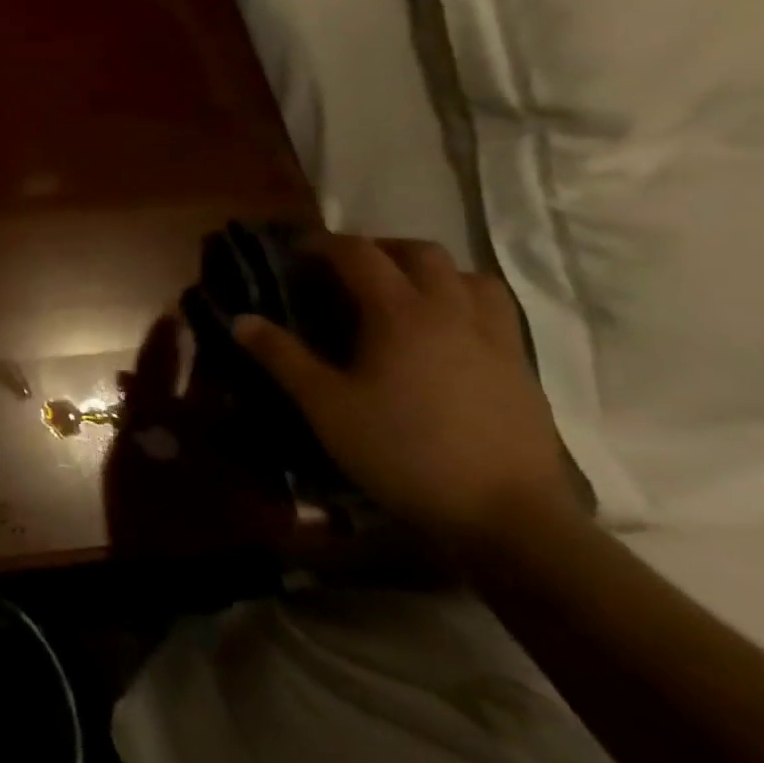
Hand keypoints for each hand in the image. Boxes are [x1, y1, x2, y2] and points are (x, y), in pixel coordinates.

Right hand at [232, 234, 579, 545]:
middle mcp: (451, 312)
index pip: (359, 253)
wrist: (508, 518)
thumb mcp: (325, 406)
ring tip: (405, 295)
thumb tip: (241, 320)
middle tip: (349, 271)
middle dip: (381, 249)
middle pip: (422, 252)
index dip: (324, 244)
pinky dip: (465, 306)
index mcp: (400, 313)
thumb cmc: (403, 452)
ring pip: (471, 278)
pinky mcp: (522, 371)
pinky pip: (495, 315)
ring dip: (434, 273)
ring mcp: (496, 341)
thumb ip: (282, 357)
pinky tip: (445, 338)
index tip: (297, 253)